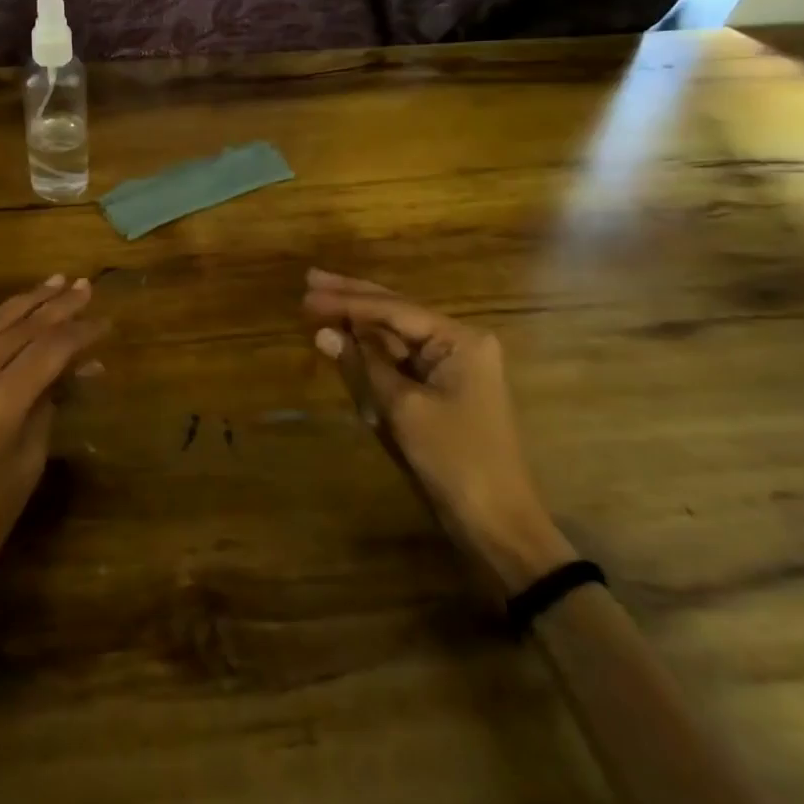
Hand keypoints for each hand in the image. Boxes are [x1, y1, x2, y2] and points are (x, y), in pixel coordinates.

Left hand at [0, 276, 107, 642]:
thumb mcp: (28, 462)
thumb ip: (49, 404)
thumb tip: (77, 366)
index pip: (49, 350)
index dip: (81, 333)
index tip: (106, 322)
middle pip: (21, 328)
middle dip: (57, 306)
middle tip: (86, 286)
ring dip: (25, 303)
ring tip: (55, 283)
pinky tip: (13, 313)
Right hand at [303, 268, 574, 593]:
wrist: (497, 523)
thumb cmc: (454, 459)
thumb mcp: (403, 408)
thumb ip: (363, 364)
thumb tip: (323, 332)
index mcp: (460, 340)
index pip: (392, 309)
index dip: (346, 301)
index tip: (306, 294)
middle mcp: (459, 343)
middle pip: (395, 312)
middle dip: (352, 298)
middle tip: (310, 280)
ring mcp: (452, 367)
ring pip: (395, 335)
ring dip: (359, 323)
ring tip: (320, 302)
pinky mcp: (442, 390)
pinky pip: (401, 361)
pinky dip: (372, 352)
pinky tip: (346, 339)